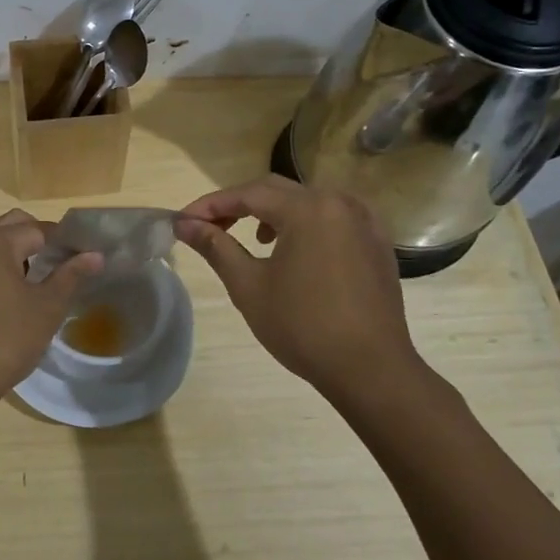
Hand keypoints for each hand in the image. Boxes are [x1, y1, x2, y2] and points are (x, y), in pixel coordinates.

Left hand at [0, 210, 103, 407]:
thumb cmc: (5, 338)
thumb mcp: (47, 307)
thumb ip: (71, 275)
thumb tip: (96, 254)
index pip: (40, 228)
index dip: (67, 242)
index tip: (89, 258)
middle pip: (15, 227)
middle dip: (43, 241)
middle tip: (69, 265)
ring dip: (23, 254)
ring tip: (50, 280)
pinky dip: (5, 269)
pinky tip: (23, 296)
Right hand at [176, 175, 426, 403]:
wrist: (371, 369)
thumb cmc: (303, 327)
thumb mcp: (249, 286)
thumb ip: (216, 246)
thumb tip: (184, 225)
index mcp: (307, 209)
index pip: (247, 194)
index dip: (210, 205)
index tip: (182, 221)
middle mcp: (339, 203)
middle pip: (277, 191)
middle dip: (239, 205)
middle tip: (208, 227)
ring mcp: (364, 221)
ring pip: (307, 201)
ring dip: (273, 212)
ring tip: (253, 238)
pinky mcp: (376, 243)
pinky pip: (333, 218)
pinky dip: (305, 224)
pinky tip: (295, 250)